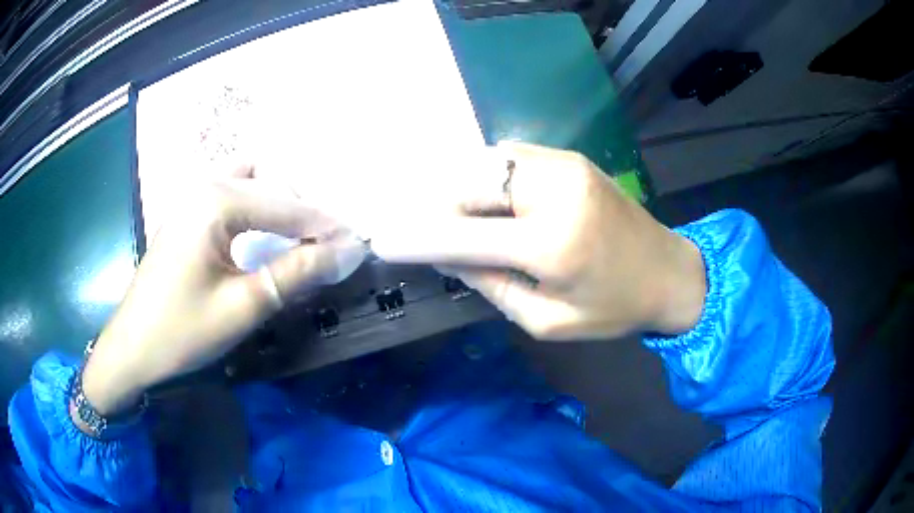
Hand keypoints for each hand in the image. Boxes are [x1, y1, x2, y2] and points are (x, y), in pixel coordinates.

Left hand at [78, 166, 364, 416]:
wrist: (132, 348)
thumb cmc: (183, 331)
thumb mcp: (245, 306)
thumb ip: (297, 271)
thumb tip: (350, 251)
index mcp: (217, 201)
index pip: (288, 205)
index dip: (328, 227)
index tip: (361, 246)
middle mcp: (206, 185)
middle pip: (272, 186)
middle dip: (307, 214)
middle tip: (333, 248)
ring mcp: (193, 197)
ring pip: (253, 184)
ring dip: (281, 205)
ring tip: (303, 236)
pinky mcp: (188, 213)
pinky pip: (232, 195)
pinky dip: (257, 205)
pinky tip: (264, 228)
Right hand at [370, 142, 705, 340]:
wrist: (670, 273)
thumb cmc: (614, 309)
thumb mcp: (548, 320)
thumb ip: (494, 285)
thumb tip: (451, 256)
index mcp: (552, 244)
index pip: (464, 235)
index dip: (419, 238)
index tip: (383, 241)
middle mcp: (554, 191)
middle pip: (470, 184)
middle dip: (442, 208)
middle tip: (431, 232)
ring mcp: (564, 166)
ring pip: (487, 164)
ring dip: (465, 190)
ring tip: (460, 218)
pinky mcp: (570, 158)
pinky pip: (511, 159)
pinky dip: (490, 178)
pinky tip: (493, 202)